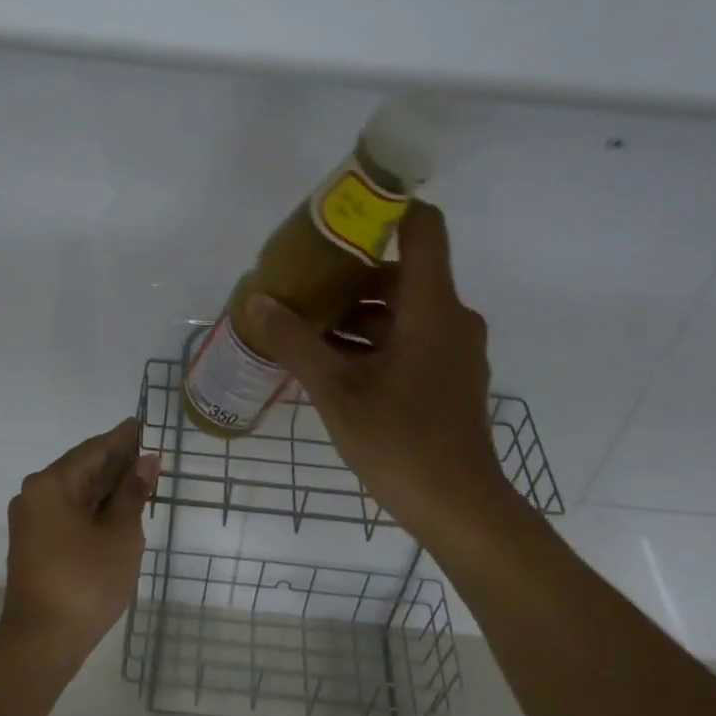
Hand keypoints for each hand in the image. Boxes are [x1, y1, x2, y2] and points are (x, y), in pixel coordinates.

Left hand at [0, 417, 159, 670]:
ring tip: (141, 475)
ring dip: (108, 485)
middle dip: (116, 461)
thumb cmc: (86, 581)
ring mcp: (33, 520)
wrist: (43, 641)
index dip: (122, 438)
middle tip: (149, 450)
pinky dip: (95, 506)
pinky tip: (119, 506)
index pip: (94, 450)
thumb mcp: (120, 534)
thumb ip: (133, 493)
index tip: (142, 424)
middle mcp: (36, 495)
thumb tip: (146, 460)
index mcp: (52, 484)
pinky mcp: (36, 542)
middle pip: (83, 468)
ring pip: (77, 492)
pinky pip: (70, 511)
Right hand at [247, 203, 512, 543]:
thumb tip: (257, 301)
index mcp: (432, 307)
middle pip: (400, 271)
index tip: (337, 215)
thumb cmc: (400, 441)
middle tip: (299, 281)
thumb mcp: (337, 390)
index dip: (385, 208)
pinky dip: (371, 341)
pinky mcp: (448, 376)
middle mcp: (451, 318)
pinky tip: (329, 362)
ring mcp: (453, 349)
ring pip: (401, 310)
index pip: (422, 227)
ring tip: (302, 325)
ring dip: (355, 314)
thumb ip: (295, 342)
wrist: (458, 508)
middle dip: (347, 274)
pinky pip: (408, 339)